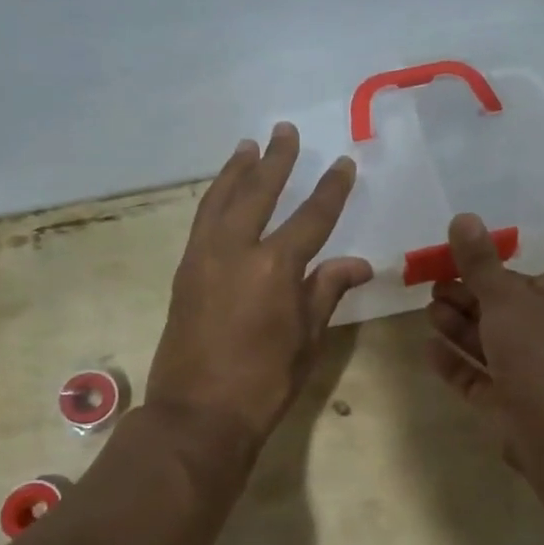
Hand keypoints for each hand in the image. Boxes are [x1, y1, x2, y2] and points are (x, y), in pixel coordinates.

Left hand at [146, 123, 372, 461]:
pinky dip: (215, 198)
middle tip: (284, 131)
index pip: (312, 217)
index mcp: (275, 267)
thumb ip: (328, 290)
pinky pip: (202, 220)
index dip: (330, 189)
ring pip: (221, 200)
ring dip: (237, 171)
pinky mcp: (185, 271)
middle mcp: (236, 250)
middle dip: (275, 160)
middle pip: (258, 192)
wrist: (198, 413)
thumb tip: (359, 263)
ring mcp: (204, 257)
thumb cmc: (265, 382)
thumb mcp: (308, 338)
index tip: (342, 163)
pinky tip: (222, 192)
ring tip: (248, 146)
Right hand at [425, 213, 543, 463]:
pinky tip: (428, 349)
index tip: (452, 262)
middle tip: (433, 287)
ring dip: (458, 327)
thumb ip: (479, 261)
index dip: (486, 271)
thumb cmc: (535, 349)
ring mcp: (531, 373)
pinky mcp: (510, 403)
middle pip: (501, 311)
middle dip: (466, 298)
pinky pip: (478, 377)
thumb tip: (463, 217)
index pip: (521, 280)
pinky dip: (456, 362)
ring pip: (489, 344)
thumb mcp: (504, 296)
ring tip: (428, 312)